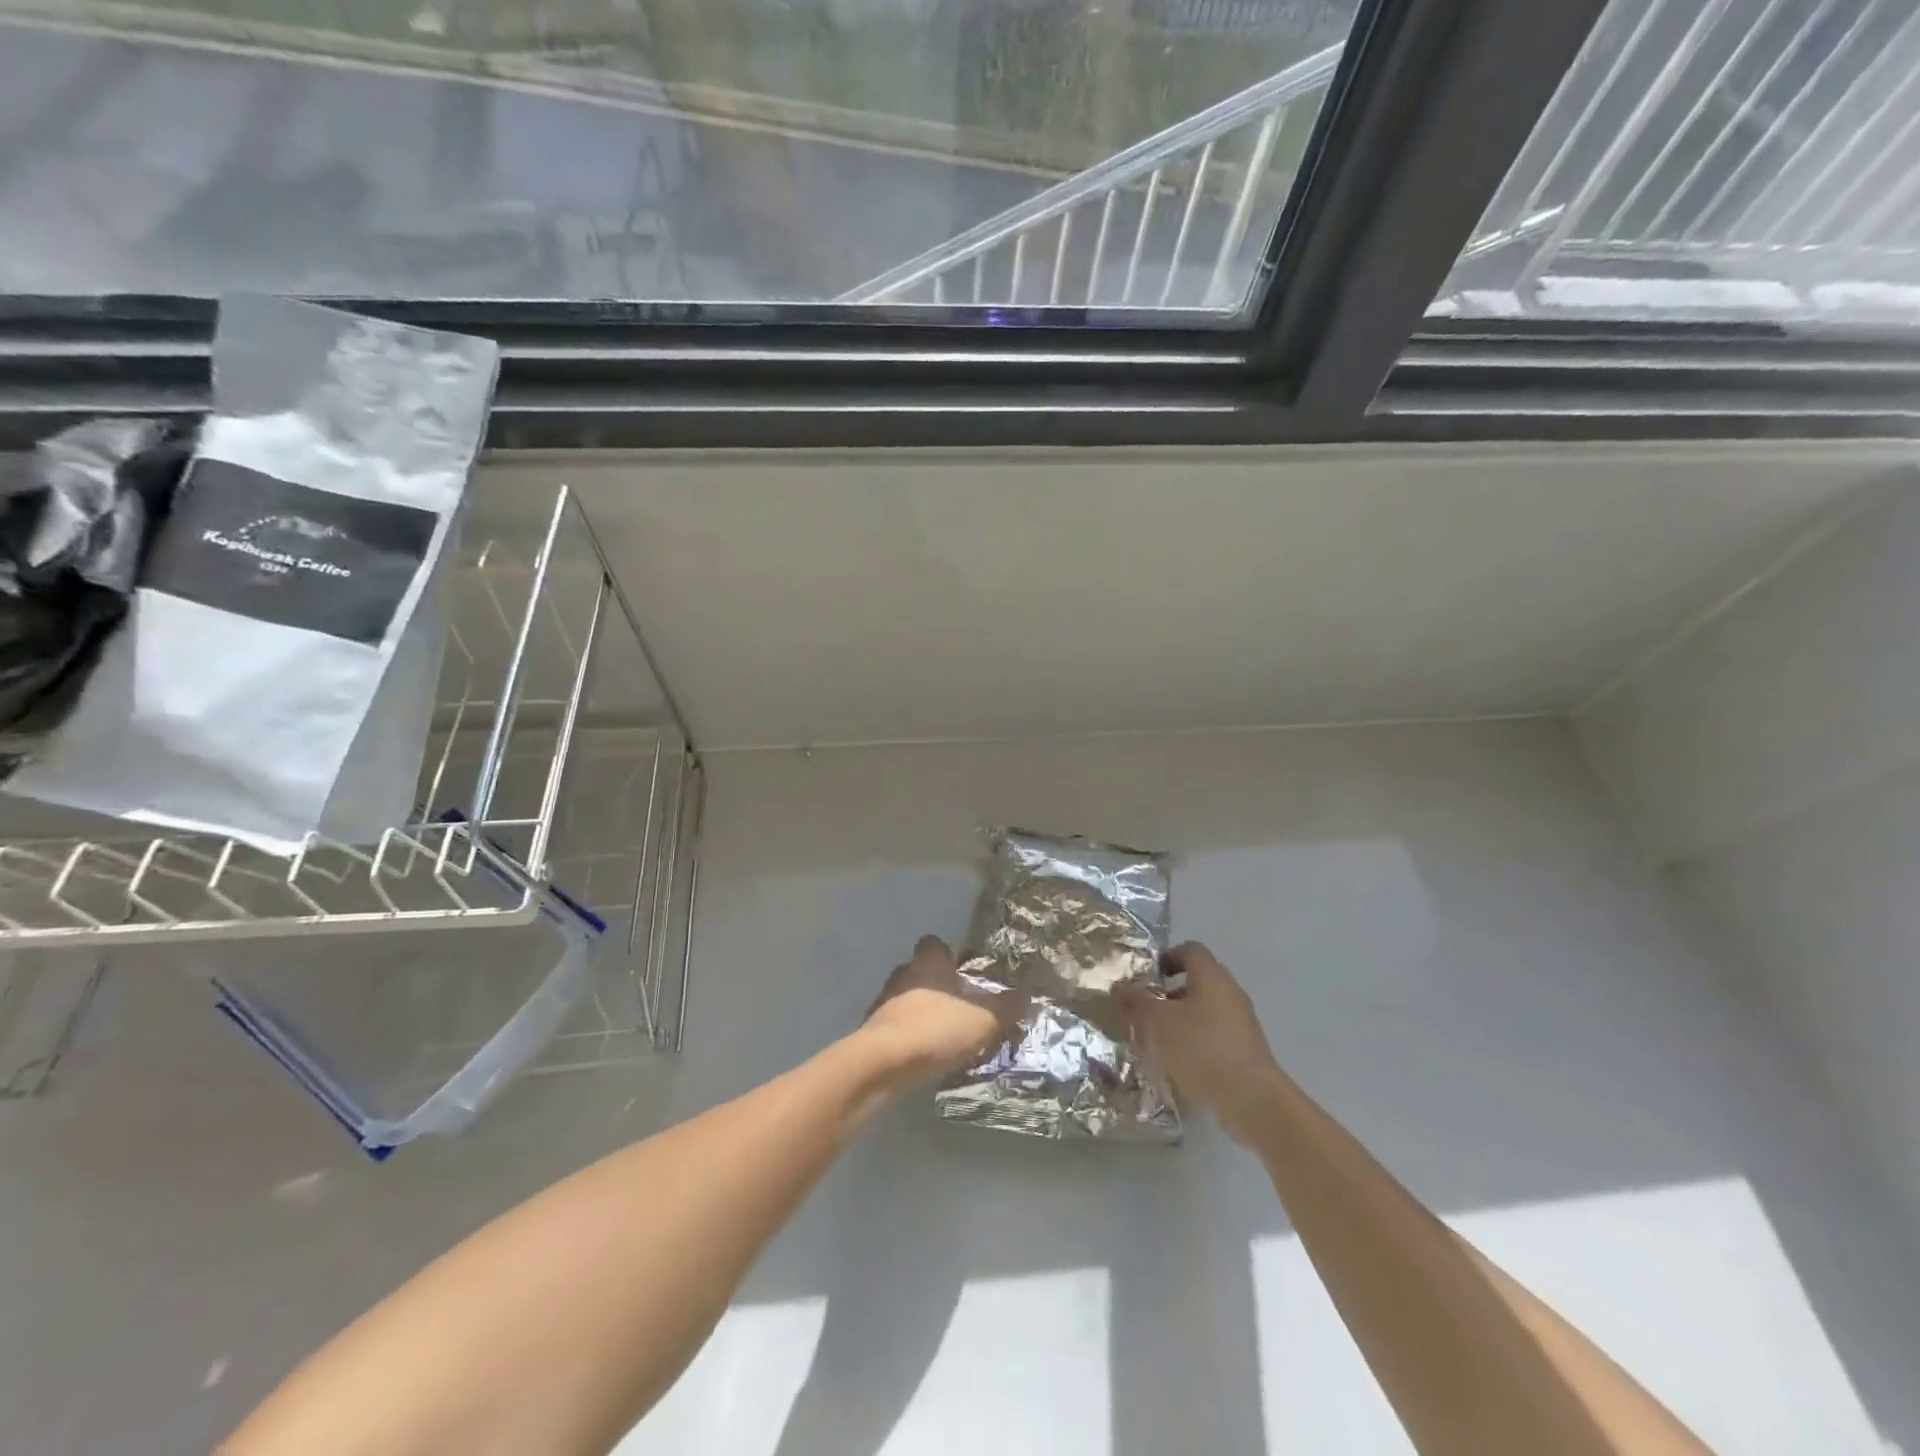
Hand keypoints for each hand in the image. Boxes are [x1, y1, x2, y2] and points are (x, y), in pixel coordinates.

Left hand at [858, 935, 1009, 1085]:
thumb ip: (1007, 1007)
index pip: (934, 944)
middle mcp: (904, 974)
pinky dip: (910, 1035)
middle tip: (961, 1008)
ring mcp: (884, 1002)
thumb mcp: (984, 1019)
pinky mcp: (873, 1031)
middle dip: (938, 987)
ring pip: (908, 999)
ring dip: (923, 1012)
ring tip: (945, 1035)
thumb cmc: (936, 1028)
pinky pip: (897, 1026)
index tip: (963, 971)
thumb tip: (1027, 996)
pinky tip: (925, 1054)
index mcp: (928, 963)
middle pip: (921, 972)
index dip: (948, 955)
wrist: (883, 1063)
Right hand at [1117, 942, 1280, 1143]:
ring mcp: (1241, 1023)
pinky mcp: (1245, 1050)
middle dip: (1168, 993)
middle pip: (1197, 980)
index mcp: (1211, 977)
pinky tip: (1178, 1062)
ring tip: (1157, 1040)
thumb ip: (1137, 1002)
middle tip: (1145, 1009)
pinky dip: (1195, 1041)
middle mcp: (1230, 993)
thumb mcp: (1158, 1022)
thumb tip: (1120, 986)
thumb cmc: (1202, 1049)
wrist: (1253, 1101)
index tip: (1146, 977)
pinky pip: (1214, 1034)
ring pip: (1205, 1010)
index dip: (1167, 957)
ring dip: (1180, 1019)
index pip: (1190, 950)